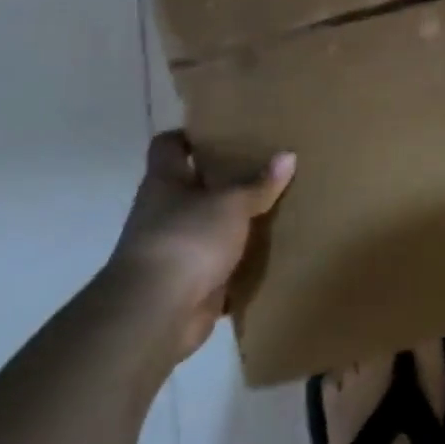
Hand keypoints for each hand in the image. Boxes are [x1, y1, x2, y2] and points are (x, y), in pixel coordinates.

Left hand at [105, 132, 296, 364]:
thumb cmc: (188, 238)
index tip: (223, 132)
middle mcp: (164, 212)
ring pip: (208, 227)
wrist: (157, 311)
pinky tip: (271, 255)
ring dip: (235, 224)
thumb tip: (288, 156)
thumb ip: (259, 183)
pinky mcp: (190, 283)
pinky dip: (240, 264)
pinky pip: (220, 266)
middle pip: (193, 186)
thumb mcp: (231, 203)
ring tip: (276, 208)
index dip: (190, 136)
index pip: (168, 146)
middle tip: (265, 167)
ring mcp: (175, 249)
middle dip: (225, 180)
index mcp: (165, 182)